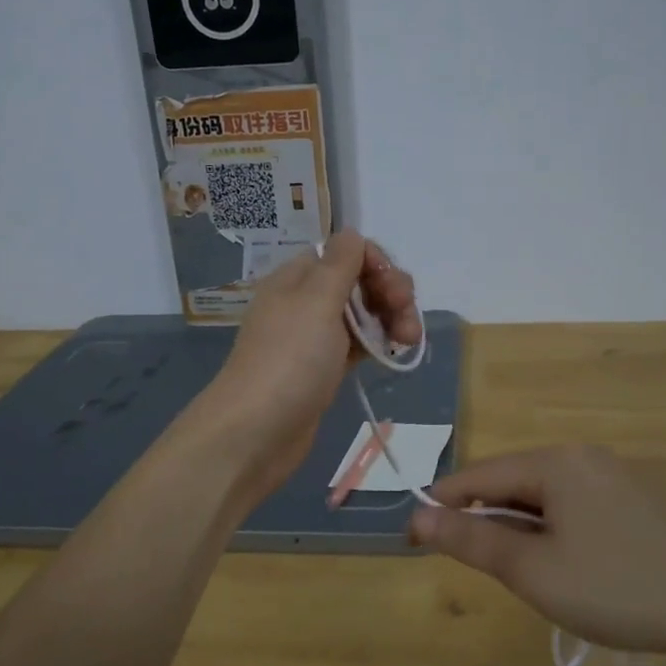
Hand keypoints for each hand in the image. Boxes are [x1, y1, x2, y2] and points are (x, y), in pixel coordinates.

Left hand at [192, 230, 418, 504]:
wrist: (256, 432)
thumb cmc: (289, 360)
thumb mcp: (316, 301)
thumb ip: (340, 263)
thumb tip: (351, 233)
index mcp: (298, 278)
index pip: (347, 252)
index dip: (377, 264)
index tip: (395, 289)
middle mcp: (305, 301)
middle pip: (359, 281)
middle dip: (390, 292)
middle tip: (408, 319)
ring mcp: (314, 337)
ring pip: (362, 314)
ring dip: (391, 319)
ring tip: (409, 341)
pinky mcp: (323, 368)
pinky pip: (358, 344)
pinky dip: (378, 343)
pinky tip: (394, 353)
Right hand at [408, 444, 665, 656]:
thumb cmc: (617, 586)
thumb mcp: (534, 570)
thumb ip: (473, 539)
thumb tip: (418, 516)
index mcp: (554, 462)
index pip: (479, 475)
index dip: (441, 504)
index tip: (411, 535)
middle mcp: (580, 456)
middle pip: (512, 481)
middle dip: (483, 517)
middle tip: (468, 562)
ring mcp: (611, 475)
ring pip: (543, 495)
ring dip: (518, 526)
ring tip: (515, 570)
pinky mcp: (632, 499)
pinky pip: (572, 504)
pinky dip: (550, 528)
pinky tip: (560, 563)